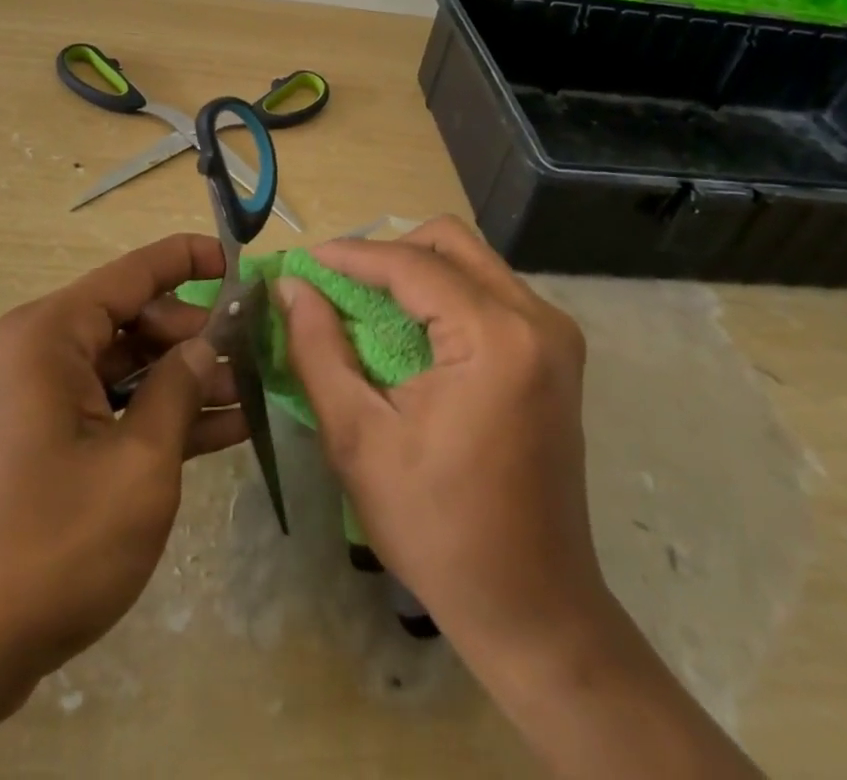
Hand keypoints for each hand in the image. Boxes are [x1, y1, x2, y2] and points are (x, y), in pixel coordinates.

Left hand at [0, 235, 244, 779]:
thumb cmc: (44, 546)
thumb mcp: (137, 466)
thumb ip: (179, 391)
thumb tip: (205, 345)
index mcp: (50, 334)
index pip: (134, 272)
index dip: (191, 259)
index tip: (242, 263)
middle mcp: (37, 352)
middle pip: (133, 321)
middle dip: (196, 337)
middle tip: (259, 354)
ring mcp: (35, 402)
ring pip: (126, 370)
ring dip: (184, 382)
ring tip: (254, 393)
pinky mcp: (38, 445)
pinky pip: (108, 410)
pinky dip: (156, 418)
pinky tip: (219, 431)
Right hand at [276, 216, 600, 658]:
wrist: (532, 606)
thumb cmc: (436, 527)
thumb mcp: (358, 438)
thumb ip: (318, 349)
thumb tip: (291, 287)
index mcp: (496, 337)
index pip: (412, 264)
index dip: (352, 255)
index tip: (304, 261)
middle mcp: (537, 319)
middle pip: (451, 241)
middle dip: (388, 251)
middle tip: (339, 283)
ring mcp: (555, 334)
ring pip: (472, 260)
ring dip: (416, 269)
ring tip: (365, 303)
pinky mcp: (556, 352)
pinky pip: (490, 291)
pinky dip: (444, 293)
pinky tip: (409, 328)